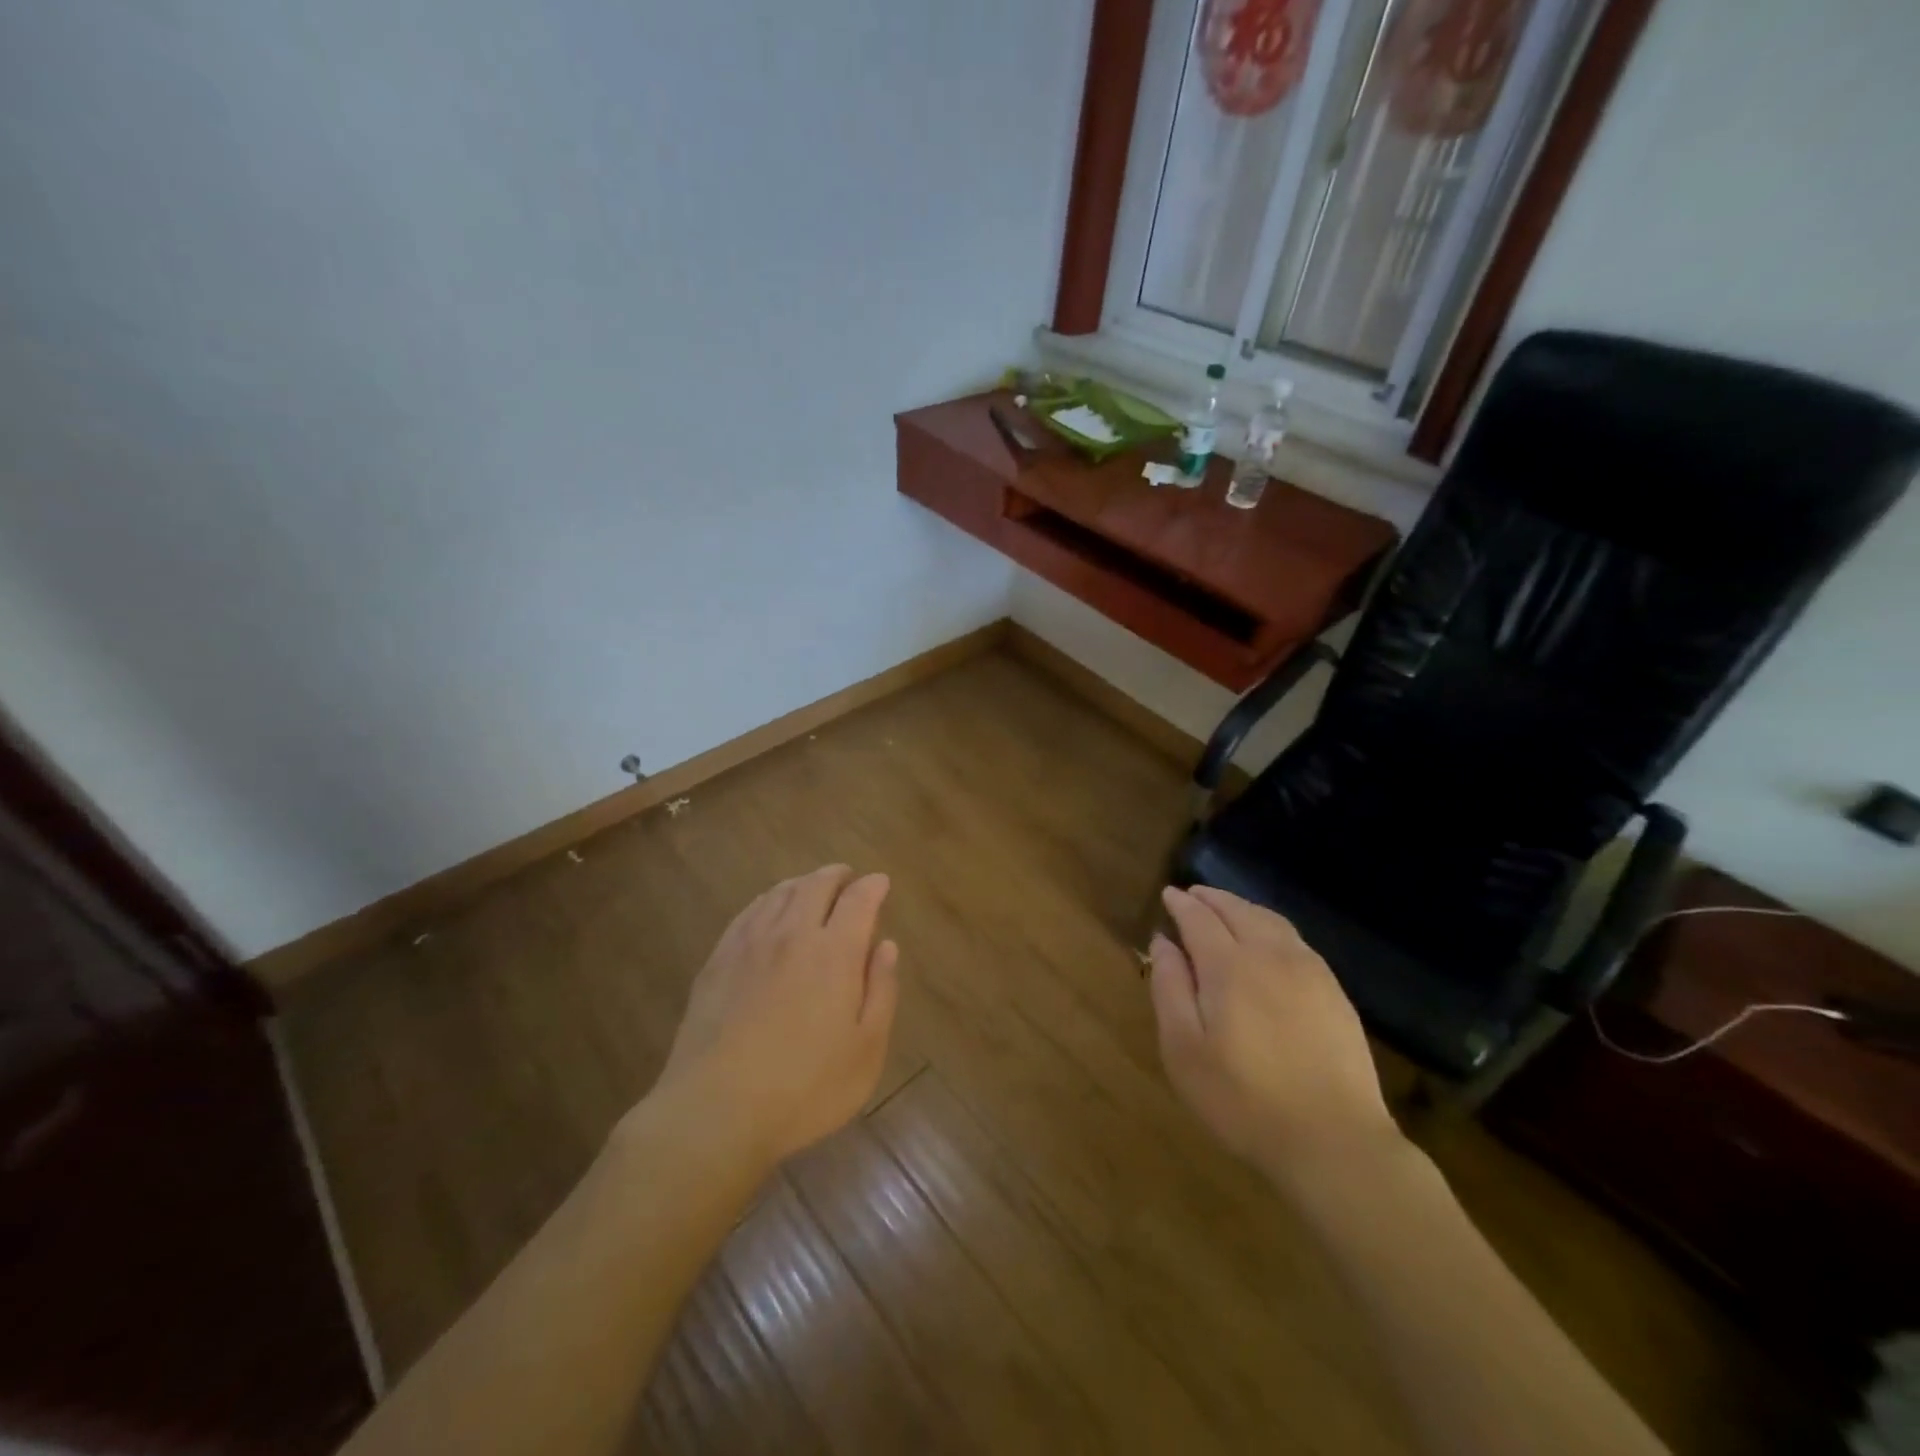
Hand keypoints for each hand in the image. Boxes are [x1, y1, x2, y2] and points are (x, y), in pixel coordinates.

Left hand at [648, 865, 899, 1168]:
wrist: (715, 1111)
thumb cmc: (804, 1088)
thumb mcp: (865, 1050)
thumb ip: (881, 991)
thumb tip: (887, 946)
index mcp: (834, 952)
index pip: (858, 900)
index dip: (873, 886)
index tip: (881, 883)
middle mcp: (792, 934)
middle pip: (816, 885)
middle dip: (837, 875)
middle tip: (848, 879)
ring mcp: (749, 944)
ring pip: (780, 893)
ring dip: (803, 882)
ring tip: (813, 888)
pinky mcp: (718, 960)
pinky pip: (748, 912)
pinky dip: (768, 899)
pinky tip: (769, 909)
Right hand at [1149, 884, 1400, 1183]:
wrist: (1334, 1141)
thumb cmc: (1243, 1100)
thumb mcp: (1184, 1049)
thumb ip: (1169, 987)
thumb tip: (1163, 941)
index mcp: (1229, 965)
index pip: (1199, 918)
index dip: (1181, 903)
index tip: (1168, 895)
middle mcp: (1270, 955)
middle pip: (1237, 910)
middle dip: (1212, 898)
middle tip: (1193, 894)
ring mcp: (1309, 971)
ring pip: (1270, 920)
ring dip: (1243, 907)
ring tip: (1226, 909)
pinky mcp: (1334, 992)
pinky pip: (1295, 940)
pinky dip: (1271, 926)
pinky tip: (1268, 941)